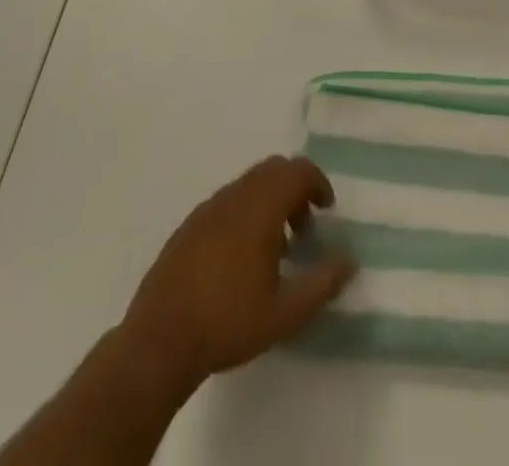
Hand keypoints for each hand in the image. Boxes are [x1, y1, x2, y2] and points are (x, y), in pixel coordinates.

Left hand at [118, 156, 355, 393]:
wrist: (159, 341)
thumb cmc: (227, 323)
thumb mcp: (284, 314)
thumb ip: (322, 284)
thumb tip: (349, 260)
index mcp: (260, 207)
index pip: (298, 170)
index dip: (318, 183)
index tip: (326, 210)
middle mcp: (235, 195)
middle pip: (274, 169)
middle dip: (295, 188)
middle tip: (304, 226)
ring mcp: (208, 207)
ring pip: (250, 183)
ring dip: (270, 199)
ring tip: (275, 246)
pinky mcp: (190, 224)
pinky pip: (228, 200)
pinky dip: (246, 210)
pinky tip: (241, 256)